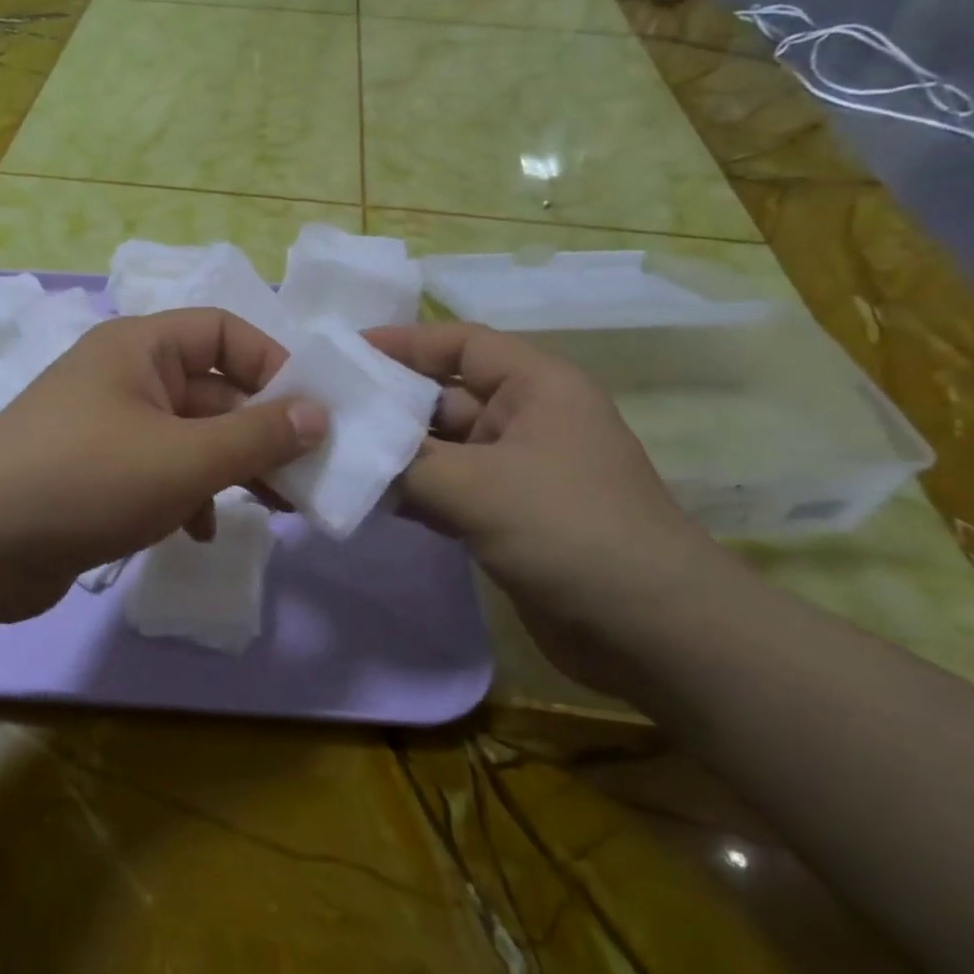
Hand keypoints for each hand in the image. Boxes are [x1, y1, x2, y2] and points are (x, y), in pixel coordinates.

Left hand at [0, 309, 327, 620]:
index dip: (272, 364)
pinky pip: (158, 471)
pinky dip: (187, 495)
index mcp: (140, 347)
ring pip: (188, 436)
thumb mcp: (185, 458)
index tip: (309, 413)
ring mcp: (106, 426)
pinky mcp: (94, 473)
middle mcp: (123, 376)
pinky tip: (201, 531)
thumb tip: (320, 414)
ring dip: (229, 467)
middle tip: (305, 474)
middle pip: (211, 389)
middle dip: (259, 431)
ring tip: (275, 507)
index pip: (224, 331)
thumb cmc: (87, 480)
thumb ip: (258, 436)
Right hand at [364, 322, 714, 687]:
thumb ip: (403, 464)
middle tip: (322, 411)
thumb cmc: (568, 530)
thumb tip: (348, 454)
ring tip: (330, 455)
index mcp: (536, 386)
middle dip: (387, 404)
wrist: (652, 632)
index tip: (343, 353)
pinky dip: (411, 493)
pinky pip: (448, 490)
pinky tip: (364, 499)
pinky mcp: (508, 517)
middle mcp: (527, 419)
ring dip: (393, 454)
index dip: (402, 342)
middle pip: (444, 396)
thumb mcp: (476, 486)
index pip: (460, 342)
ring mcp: (517, 471)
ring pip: (441, 448)